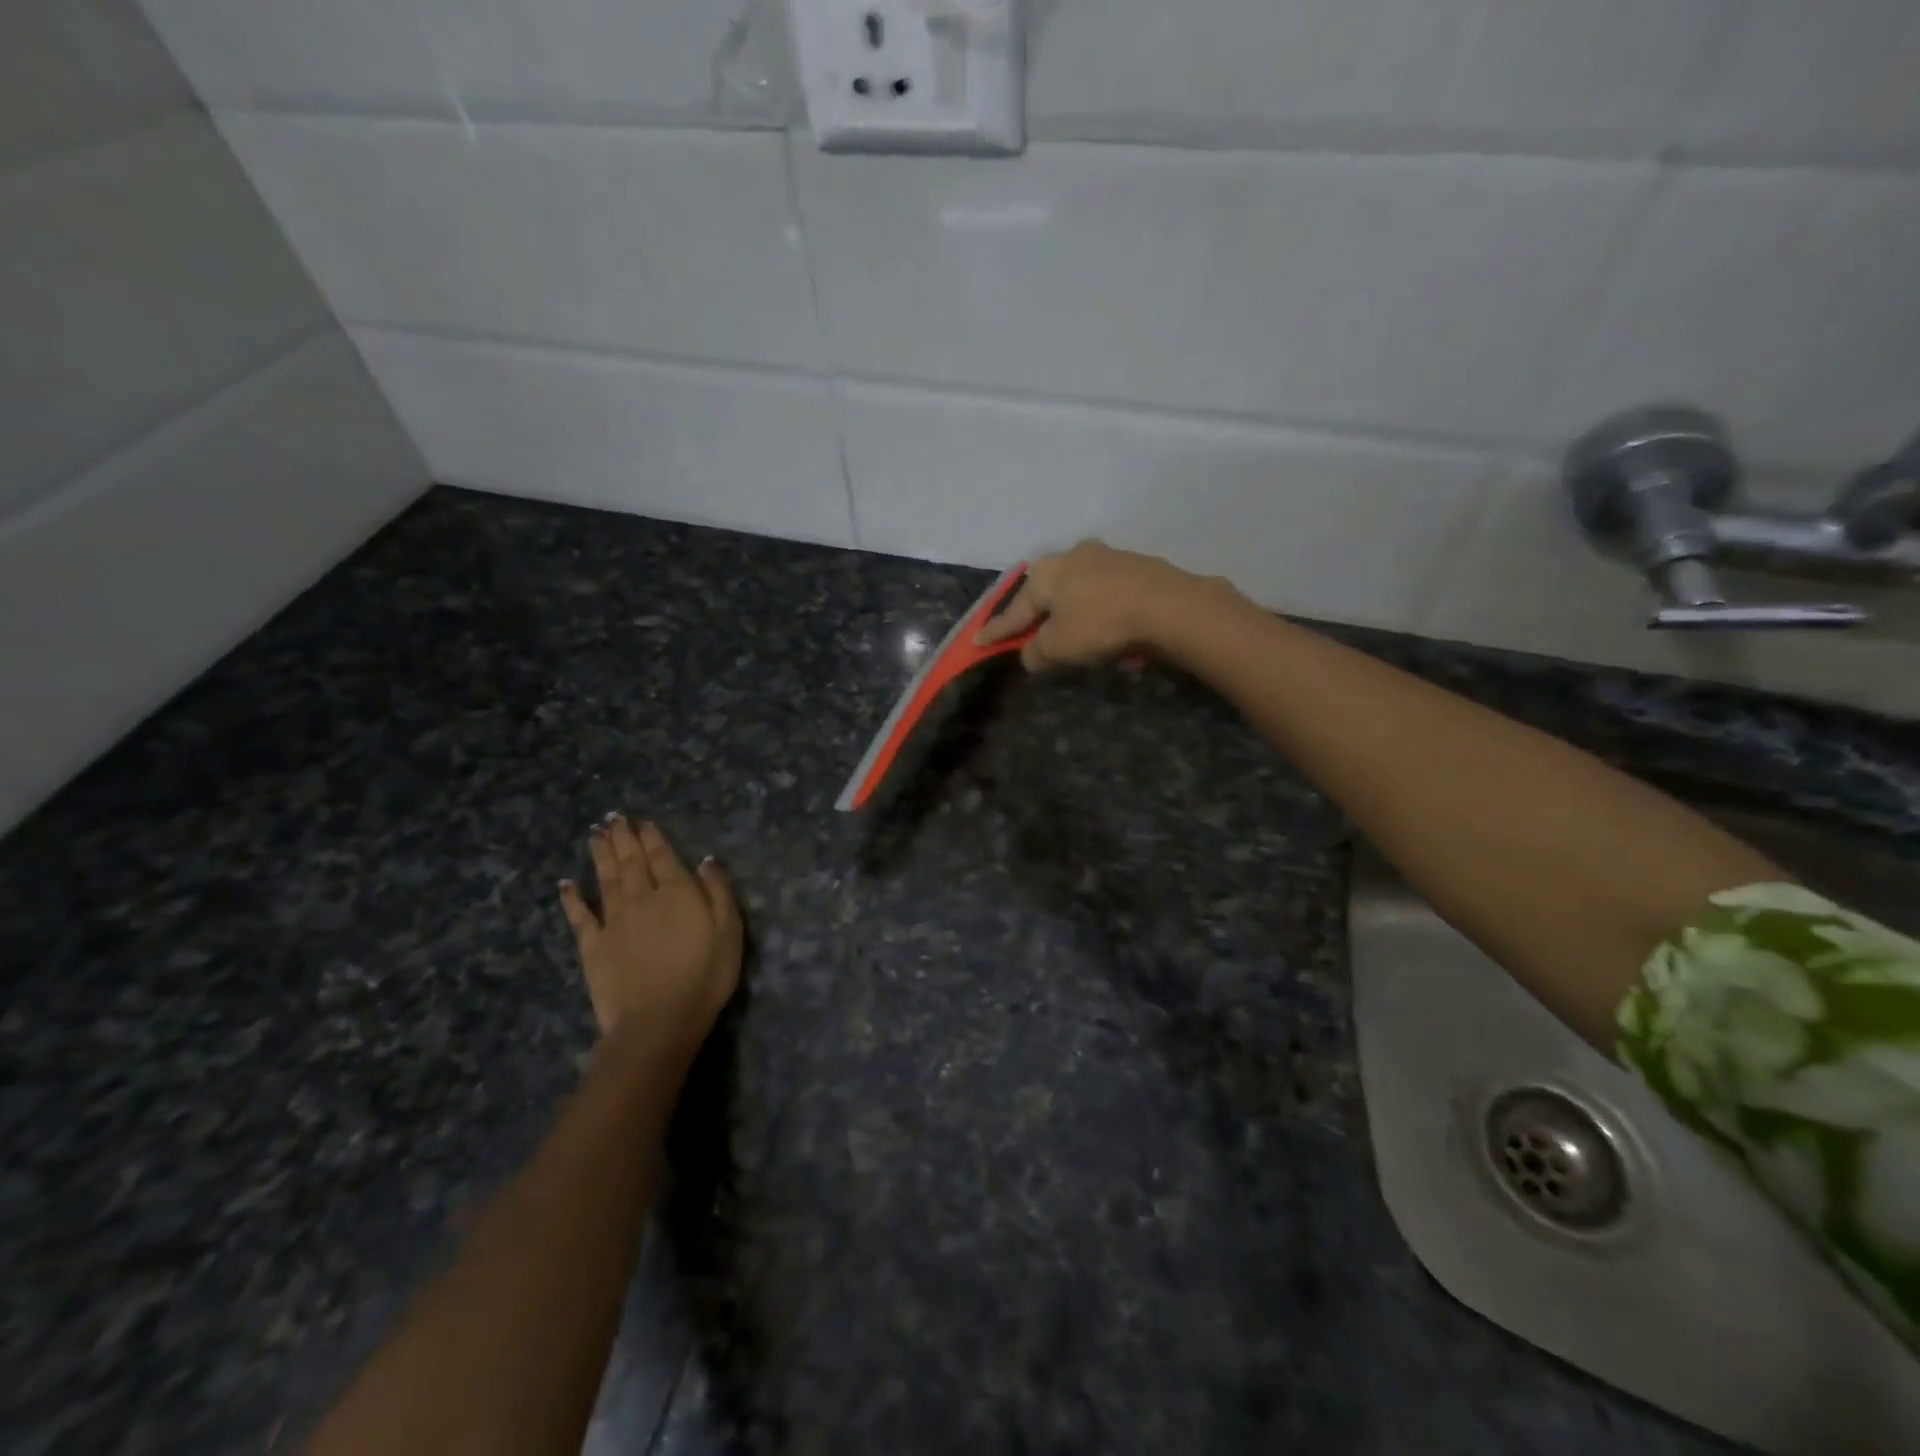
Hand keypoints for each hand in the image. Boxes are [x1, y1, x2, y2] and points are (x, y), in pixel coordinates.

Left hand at [558, 816, 741, 1059]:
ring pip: (606, 879)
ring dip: (601, 855)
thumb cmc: (704, 976)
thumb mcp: (729, 932)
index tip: (643, 822)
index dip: (653, 838)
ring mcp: (614, 921)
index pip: (663, 857)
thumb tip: (707, 860)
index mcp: (677, 893)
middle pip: (631, 862)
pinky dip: (572, 898)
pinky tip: (566, 883)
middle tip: (613, 818)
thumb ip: (718, 892)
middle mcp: (642, 898)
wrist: (657, 1021)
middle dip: (623, 838)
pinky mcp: (593, 947)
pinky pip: (580, 916)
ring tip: (596, 834)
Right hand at [975, 540, 1219, 670]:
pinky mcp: (1137, 565)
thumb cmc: (1100, 624)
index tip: (978, 641)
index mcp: (1046, 572)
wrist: (1168, 605)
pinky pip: (1105, 592)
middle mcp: (1072, 555)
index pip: (1015, 610)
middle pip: (1046, 592)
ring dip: (1070, 610)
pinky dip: (1098, 609)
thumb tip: (1030, 654)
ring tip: (1071, 631)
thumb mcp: (1059, 647)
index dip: (997, 630)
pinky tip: (1105, 625)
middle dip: (1037, 613)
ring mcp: (1107, 557)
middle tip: (1028, 632)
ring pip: (1077, 589)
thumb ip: (1036, 652)